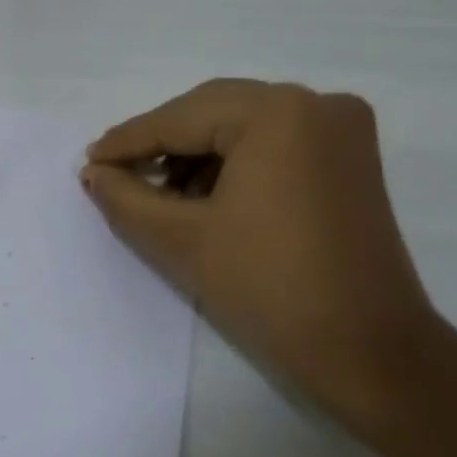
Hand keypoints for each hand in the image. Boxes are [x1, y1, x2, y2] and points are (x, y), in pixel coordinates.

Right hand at [81, 79, 434, 419]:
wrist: (369, 352)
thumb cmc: (268, 289)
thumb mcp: (180, 240)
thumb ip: (125, 197)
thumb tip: (93, 172)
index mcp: (276, 113)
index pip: (180, 119)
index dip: (127, 142)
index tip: (87, 162)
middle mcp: (314, 103)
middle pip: (211, 111)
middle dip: (161, 142)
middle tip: (116, 174)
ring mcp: (340, 128)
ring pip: (241, 124)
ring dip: (196, 152)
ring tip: (159, 194)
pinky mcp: (351, 156)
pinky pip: (273, 141)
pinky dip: (234, 161)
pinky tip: (204, 196)